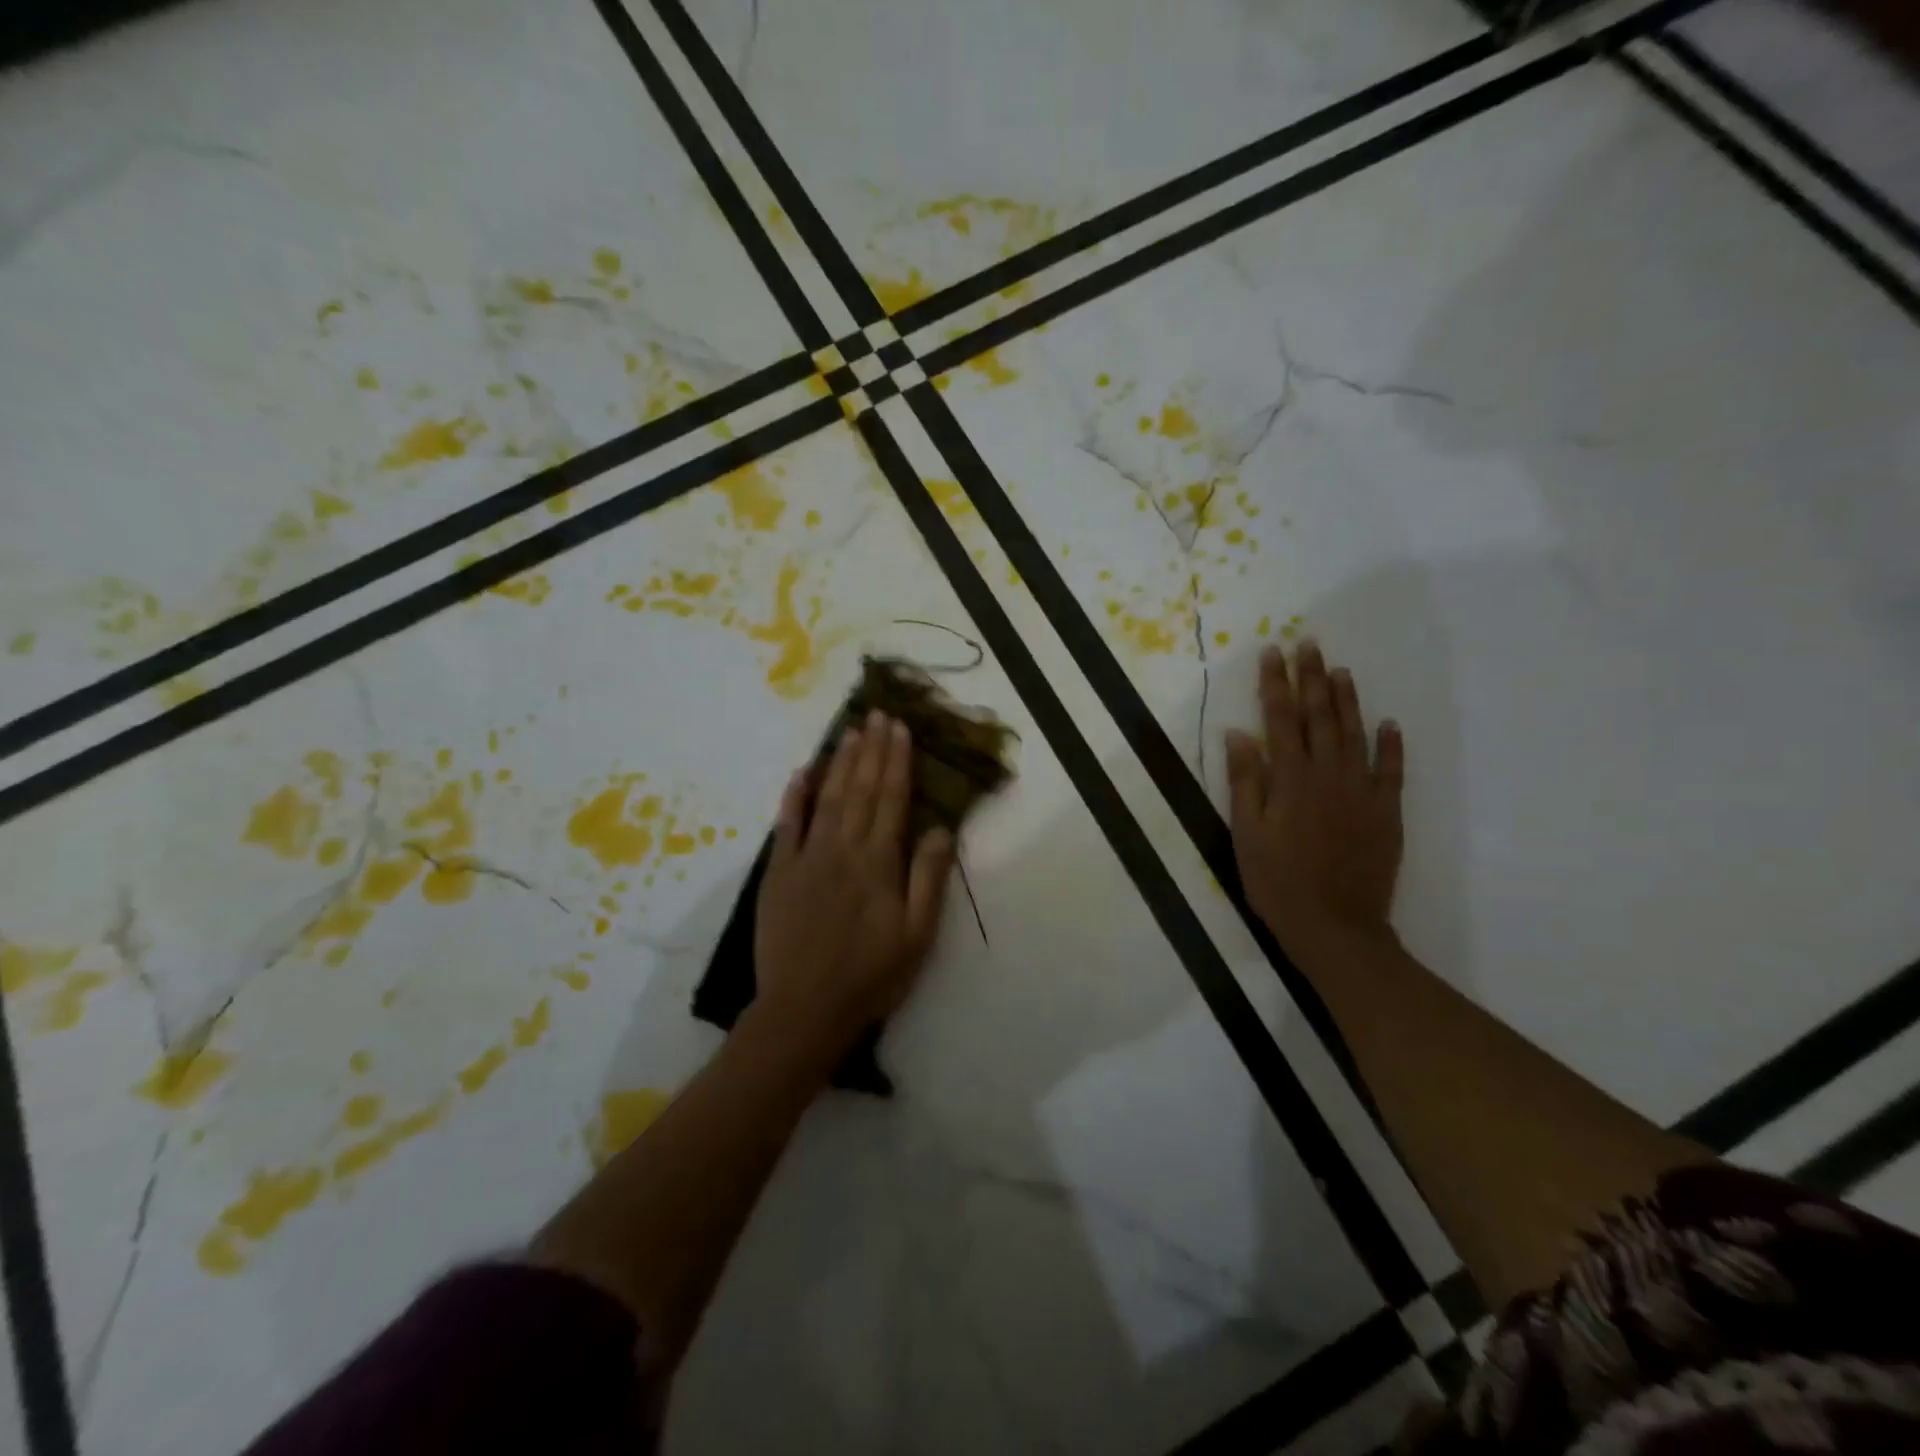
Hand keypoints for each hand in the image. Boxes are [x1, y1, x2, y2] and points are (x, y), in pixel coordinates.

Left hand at [754, 711, 954, 1054]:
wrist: (804, 1009)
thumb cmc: (871, 976)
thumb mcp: (917, 935)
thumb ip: (928, 878)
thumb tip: (941, 828)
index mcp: (879, 863)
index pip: (891, 799)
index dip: (897, 762)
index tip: (900, 729)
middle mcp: (843, 849)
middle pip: (861, 789)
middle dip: (872, 749)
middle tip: (878, 714)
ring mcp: (807, 858)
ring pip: (828, 798)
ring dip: (841, 762)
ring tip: (851, 731)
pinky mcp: (778, 873)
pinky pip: (786, 825)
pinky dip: (794, 796)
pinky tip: (803, 772)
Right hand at [1224, 640, 1403, 954]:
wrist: (1335, 927)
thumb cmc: (1277, 882)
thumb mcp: (1246, 834)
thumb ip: (1245, 782)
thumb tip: (1238, 734)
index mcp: (1289, 780)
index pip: (1280, 720)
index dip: (1275, 684)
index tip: (1272, 652)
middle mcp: (1327, 775)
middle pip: (1319, 717)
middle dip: (1312, 678)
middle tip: (1309, 644)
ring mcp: (1361, 792)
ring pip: (1355, 734)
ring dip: (1348, 700)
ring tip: (1341, 670)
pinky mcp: (1386, 812)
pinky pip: (1391, 770)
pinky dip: (1390, 744)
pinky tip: (1388, 723)